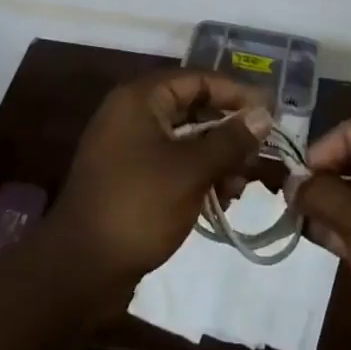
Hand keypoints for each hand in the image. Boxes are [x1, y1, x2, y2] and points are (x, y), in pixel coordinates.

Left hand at [51, 70, 272, 295]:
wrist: (80, 269)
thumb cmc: (138, 206)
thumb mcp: (192, 170)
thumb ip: (230, 139)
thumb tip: (264, 114)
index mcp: (140, 99)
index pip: (198, 80)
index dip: (236, 94)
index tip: (270, 114)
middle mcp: (132, 114)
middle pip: (193, 109)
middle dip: (229, 132)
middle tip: (260, 156)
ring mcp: (128, 147)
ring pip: (185, 140)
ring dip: (217, 159)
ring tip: (239, 188)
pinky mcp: (129, 178)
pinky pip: (172, 164)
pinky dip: (198, 176)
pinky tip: (220, 201)